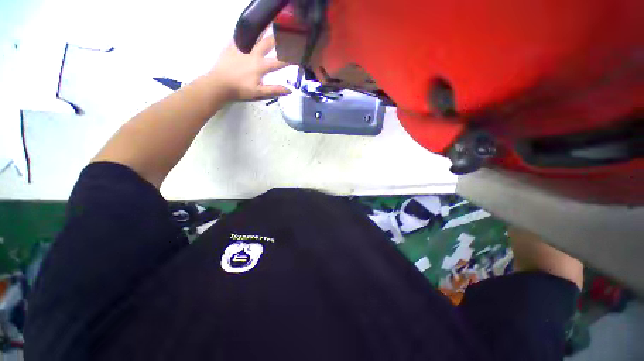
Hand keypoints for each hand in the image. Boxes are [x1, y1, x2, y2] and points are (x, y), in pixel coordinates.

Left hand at [206, 35, 290, 101]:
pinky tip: (248, 27)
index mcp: (261, 66)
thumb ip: (274, 90)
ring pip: (254, 36)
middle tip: (285, 31)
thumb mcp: (259, 92)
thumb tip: (289, 90)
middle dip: (278, 38)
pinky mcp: (231, 46)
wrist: (219, 83)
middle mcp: (253, 54)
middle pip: (267, 44)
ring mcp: (242, 48)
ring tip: (269, 23)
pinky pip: (239, 36)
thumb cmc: (241, 89)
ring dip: (263, 30)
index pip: (278, 62)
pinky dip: (245, 32)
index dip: (289, 58)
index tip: (297, 54)